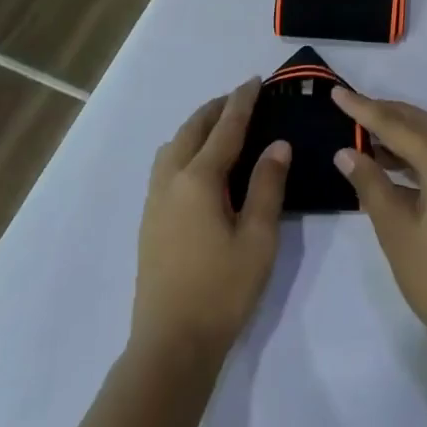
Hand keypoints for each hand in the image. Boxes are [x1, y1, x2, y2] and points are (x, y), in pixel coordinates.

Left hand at [132, 79, 290, 361]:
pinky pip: (165, 166)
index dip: (241, 102)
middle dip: (216, 109)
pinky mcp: (149, 221)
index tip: (255, 81)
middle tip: (240, 98)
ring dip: (197, 128)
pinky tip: (198, 166)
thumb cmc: (222, 290)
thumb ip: (267, 186)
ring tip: (220, 127)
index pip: (225, 128)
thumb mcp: (258, 238)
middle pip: (192, 130)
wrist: (171, 345)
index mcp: (199, 180)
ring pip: (173, 146)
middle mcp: (171, 181)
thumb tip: (277, 145)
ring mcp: (155, 201)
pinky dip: (184, 148)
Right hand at [331, 88, 426, 345]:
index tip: (337, 93)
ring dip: (402, 132)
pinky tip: (393, 163)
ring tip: (366, 133)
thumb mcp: (394, 228)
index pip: (398, 125)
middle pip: (421, 123)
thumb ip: (370, 183)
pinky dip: (418, 152)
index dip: (364, 109)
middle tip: (351, 108)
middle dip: (386, 112)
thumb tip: (347, 152)